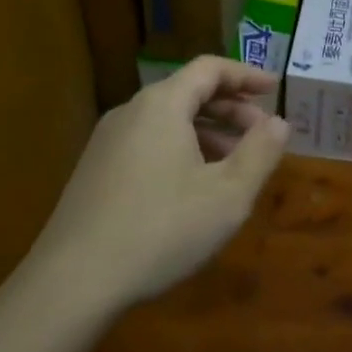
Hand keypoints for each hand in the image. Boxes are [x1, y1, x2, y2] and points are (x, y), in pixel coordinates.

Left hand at [29, 57, 291, 311]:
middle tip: (262, 134)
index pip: (210, 69)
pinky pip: (148, 142)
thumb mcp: (227, 195)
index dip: (247, 75)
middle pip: (188, 92)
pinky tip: (194, 187)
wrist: (72, 282)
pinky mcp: (95, 170)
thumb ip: (260, 152)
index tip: (275, 89)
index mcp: (162, 105)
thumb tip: (280, 122)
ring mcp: (107, 141)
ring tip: (235, 164)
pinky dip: (181, 148)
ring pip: (168, 120)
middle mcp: (131, 112)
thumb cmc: (161, 230)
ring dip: (207, 132)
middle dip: (231, 108)